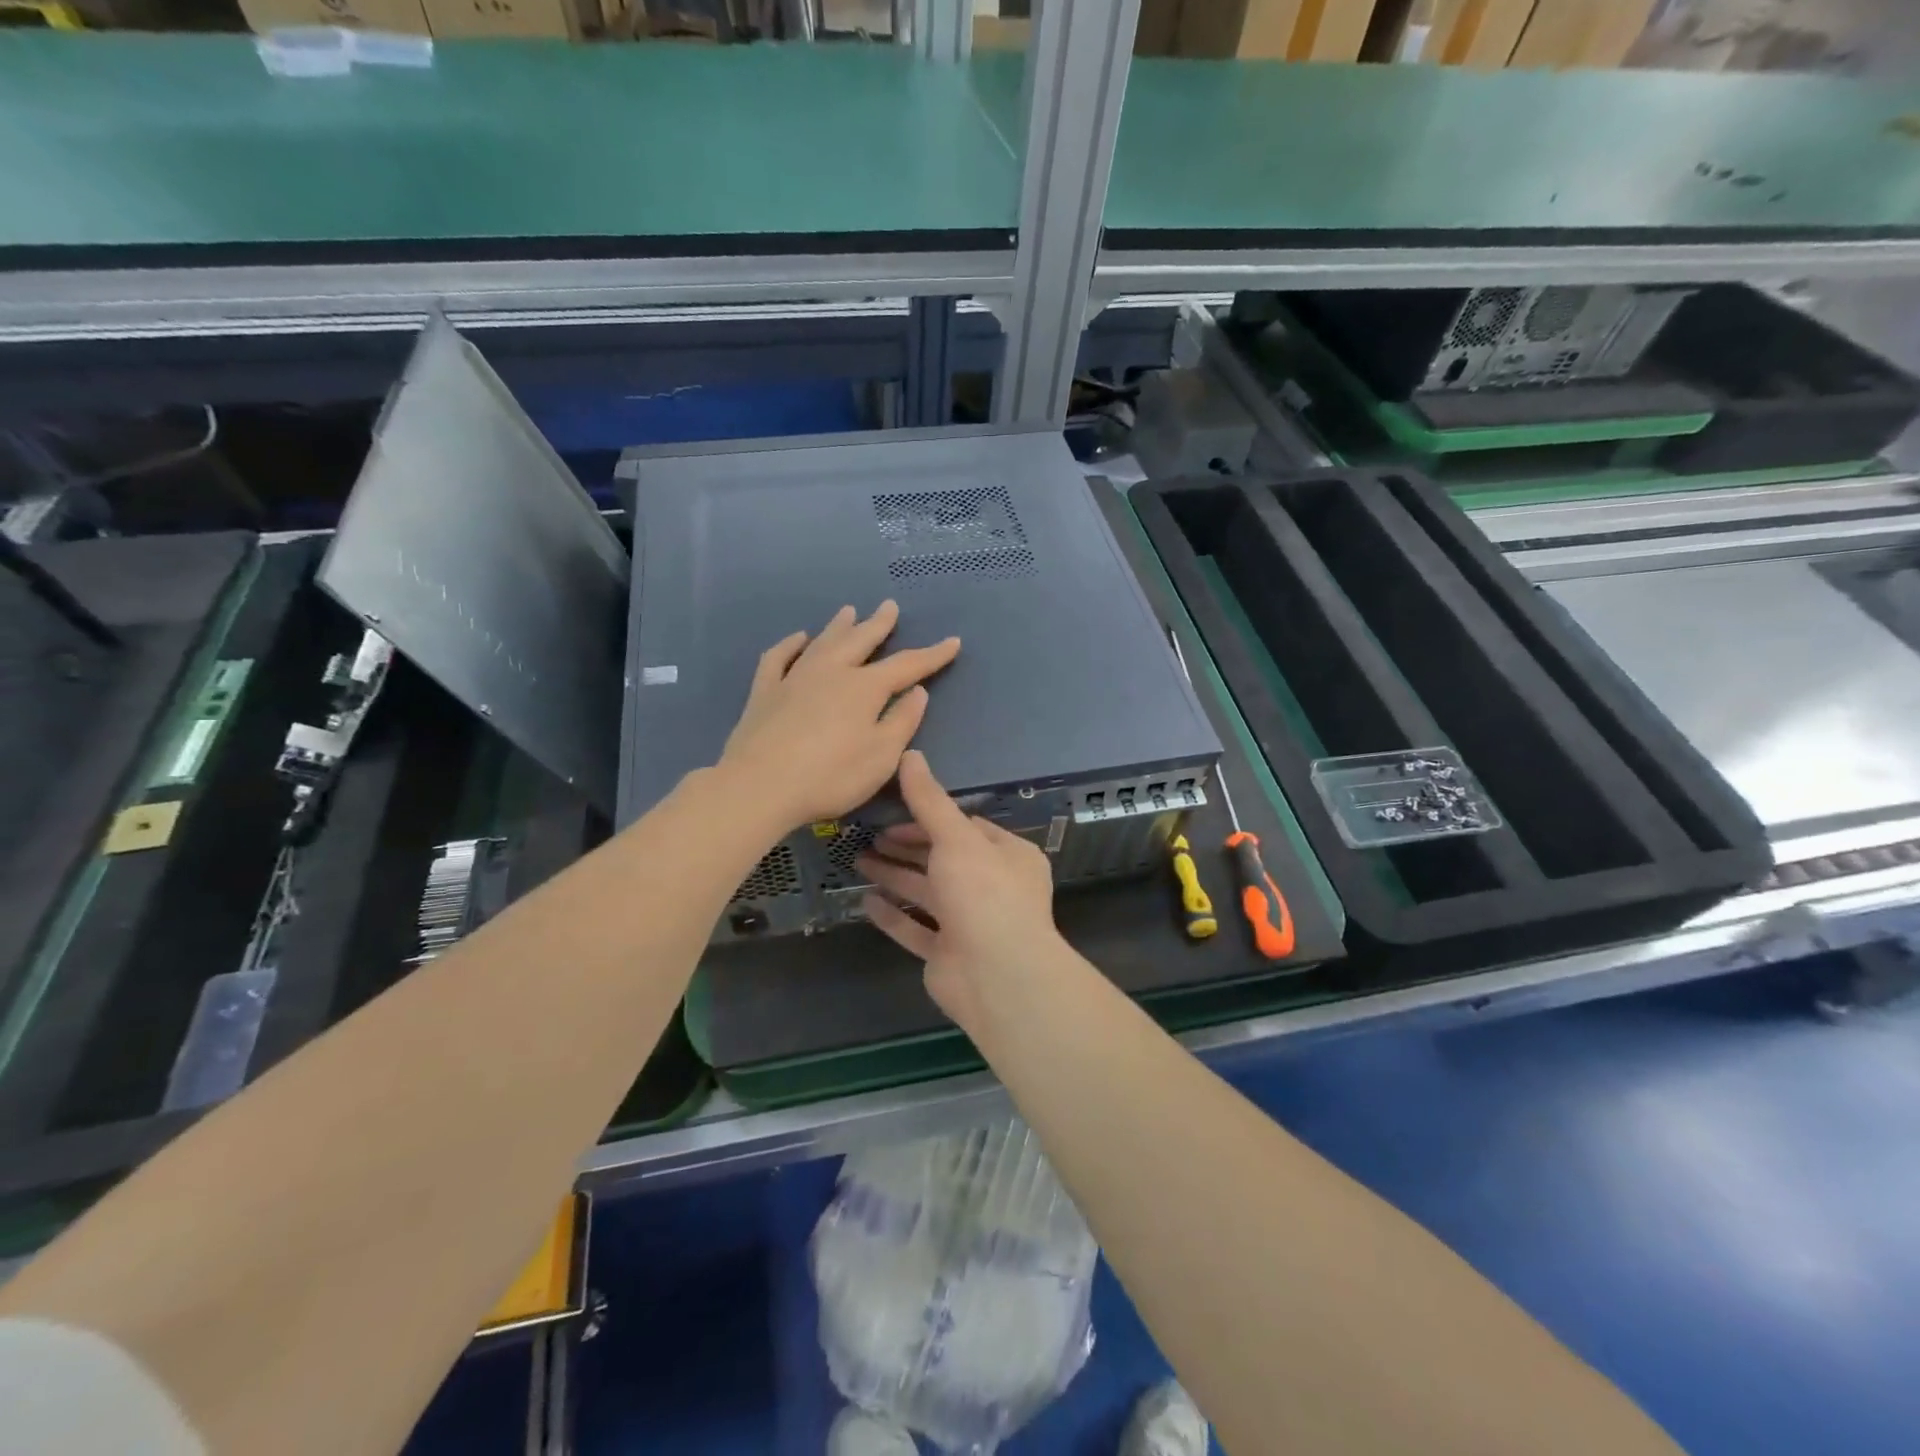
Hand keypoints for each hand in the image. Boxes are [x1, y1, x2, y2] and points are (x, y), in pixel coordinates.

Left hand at [719, 602, 959, 834]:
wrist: (760, 786)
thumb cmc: (831, 776)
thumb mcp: (881, 756)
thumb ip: (902, 721)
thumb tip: (917, 691)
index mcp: (865, 688)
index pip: (907, 665)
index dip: (933, 655)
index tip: (952, 642)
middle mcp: (831, 672)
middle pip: (860, 641)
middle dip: (879, 624)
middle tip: (889, 605)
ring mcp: (794, 678)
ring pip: (822, 642)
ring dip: (838, 626)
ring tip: (849, 611)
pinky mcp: (765, 692)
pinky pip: (778, 658)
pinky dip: (790, 644)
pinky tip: (797, 638)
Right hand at [857, 750, 1065, 1030]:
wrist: (997, 976)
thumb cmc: (983, 894)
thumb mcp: (956, 838)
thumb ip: (930, 800)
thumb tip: (910, 754)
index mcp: (1008, 856)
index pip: (966, 828)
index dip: (930, 818)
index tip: (895, 813)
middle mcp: (992, 887)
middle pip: (943, 859)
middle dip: (908, 847)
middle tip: (870, 835)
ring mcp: (970, 924)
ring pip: (927, 894)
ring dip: (895, 876)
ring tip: (859, 860)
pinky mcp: (948, 955)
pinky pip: (916, 930)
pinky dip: (894, 916)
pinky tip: (866, 902)